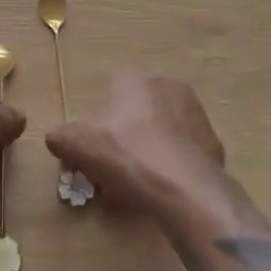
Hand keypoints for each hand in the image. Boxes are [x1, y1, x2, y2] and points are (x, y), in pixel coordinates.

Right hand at [46, 73, 224, 211]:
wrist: (184, 190)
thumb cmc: (126, 156)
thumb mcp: (77, 145)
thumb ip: (61, 137)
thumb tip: (57, 139)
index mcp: (134, 79)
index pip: (108, 95)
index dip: (97, 125)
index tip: (92, 152)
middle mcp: (168, 85)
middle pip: (136, 112)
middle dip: (124, 135)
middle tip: (113, 167)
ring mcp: (196, 114)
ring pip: (162, 130)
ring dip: (149, 149)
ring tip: (138, 181)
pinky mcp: (214, 143)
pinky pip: (183, 152)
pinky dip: (172, 165)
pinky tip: (163, 187)